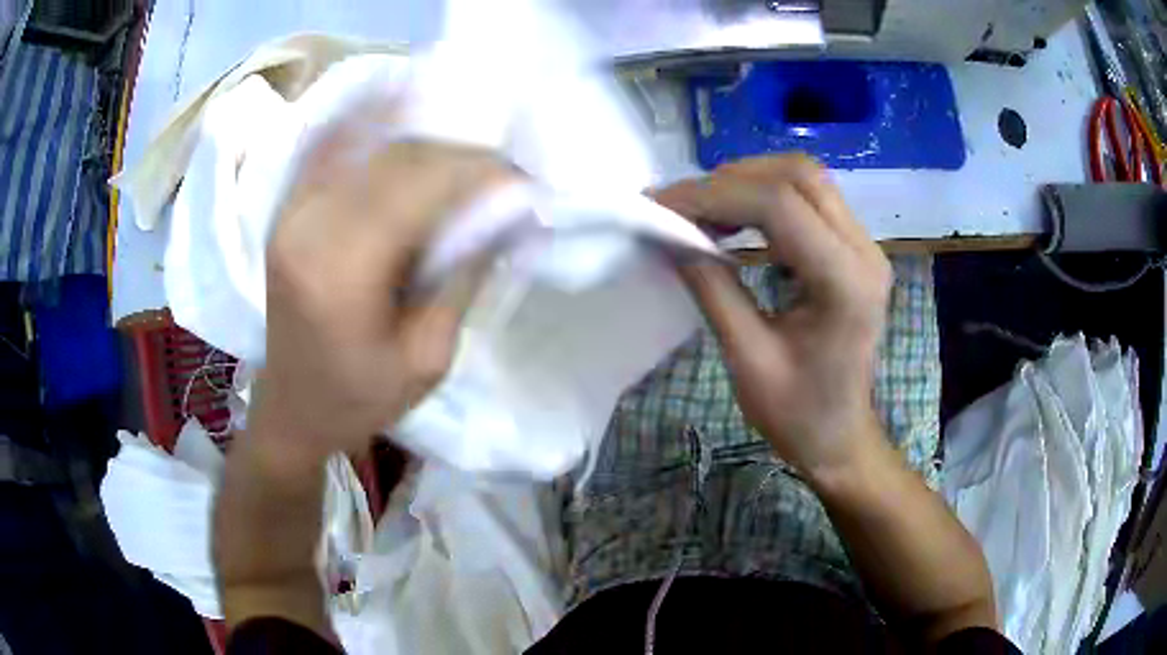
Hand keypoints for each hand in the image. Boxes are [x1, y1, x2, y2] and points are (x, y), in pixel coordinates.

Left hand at [253, 127, 512, 464]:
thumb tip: (506, 214)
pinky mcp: (287, 211)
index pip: (420, 187)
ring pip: (370, 147)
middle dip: (459, 154)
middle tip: (502, 168)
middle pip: (396, 159)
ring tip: (467, 153)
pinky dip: (369, 123)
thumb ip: (464, 277)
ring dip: (425, 140)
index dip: (477, 172)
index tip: (522, 178)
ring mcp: (291, 212)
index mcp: (340, 272)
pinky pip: (332, 148)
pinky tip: (398, 103)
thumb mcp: (428, 358)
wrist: (292, 408)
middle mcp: (308, 225)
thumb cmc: (360, 398)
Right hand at [655, 155, 891, 476]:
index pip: (780, 205)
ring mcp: (865, 247)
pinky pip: (811, 199)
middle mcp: (864, 251)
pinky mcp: (855, 249)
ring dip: (749, 181)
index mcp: (845, 283)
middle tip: (684, 205)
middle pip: (800, 174)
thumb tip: (668, 233)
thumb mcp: (747, 358)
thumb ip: (710, 286)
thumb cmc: (797, 415)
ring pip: (806, 178)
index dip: (715, 195)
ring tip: (704, 210)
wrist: (841, 437)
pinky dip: (766, 197)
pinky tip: (735, 220)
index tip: (663, 206)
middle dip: (733, 178)